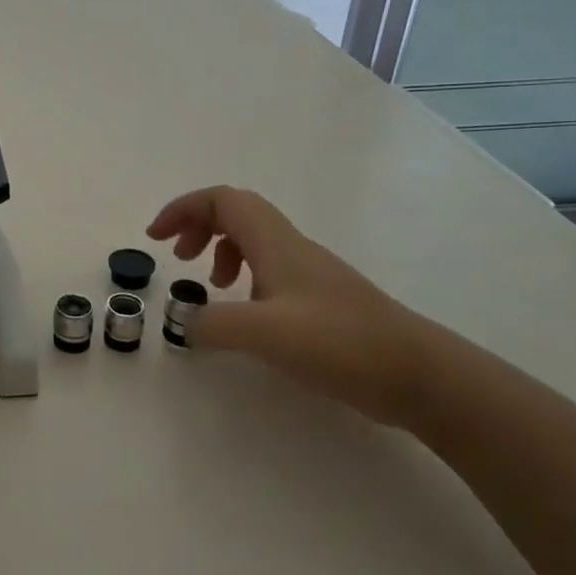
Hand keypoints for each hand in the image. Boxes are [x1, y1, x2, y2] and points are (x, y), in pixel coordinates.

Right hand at [146, 187, 437, 426]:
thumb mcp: (263, 333)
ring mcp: (310, 273)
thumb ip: (212, 323)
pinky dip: (244, 278)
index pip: (223, 200)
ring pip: (254, 241)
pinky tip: (245, 313)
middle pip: (237, 213)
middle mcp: (291, 248)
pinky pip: (270, 270)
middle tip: (177, 256)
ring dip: (220, 250)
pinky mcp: (322, 300)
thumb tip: (182, 321)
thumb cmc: (339, 343)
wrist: (420, 374)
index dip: (183, 208)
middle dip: (197, 225)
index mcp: (275, 243)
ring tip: (211, 285)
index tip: (156, 237)